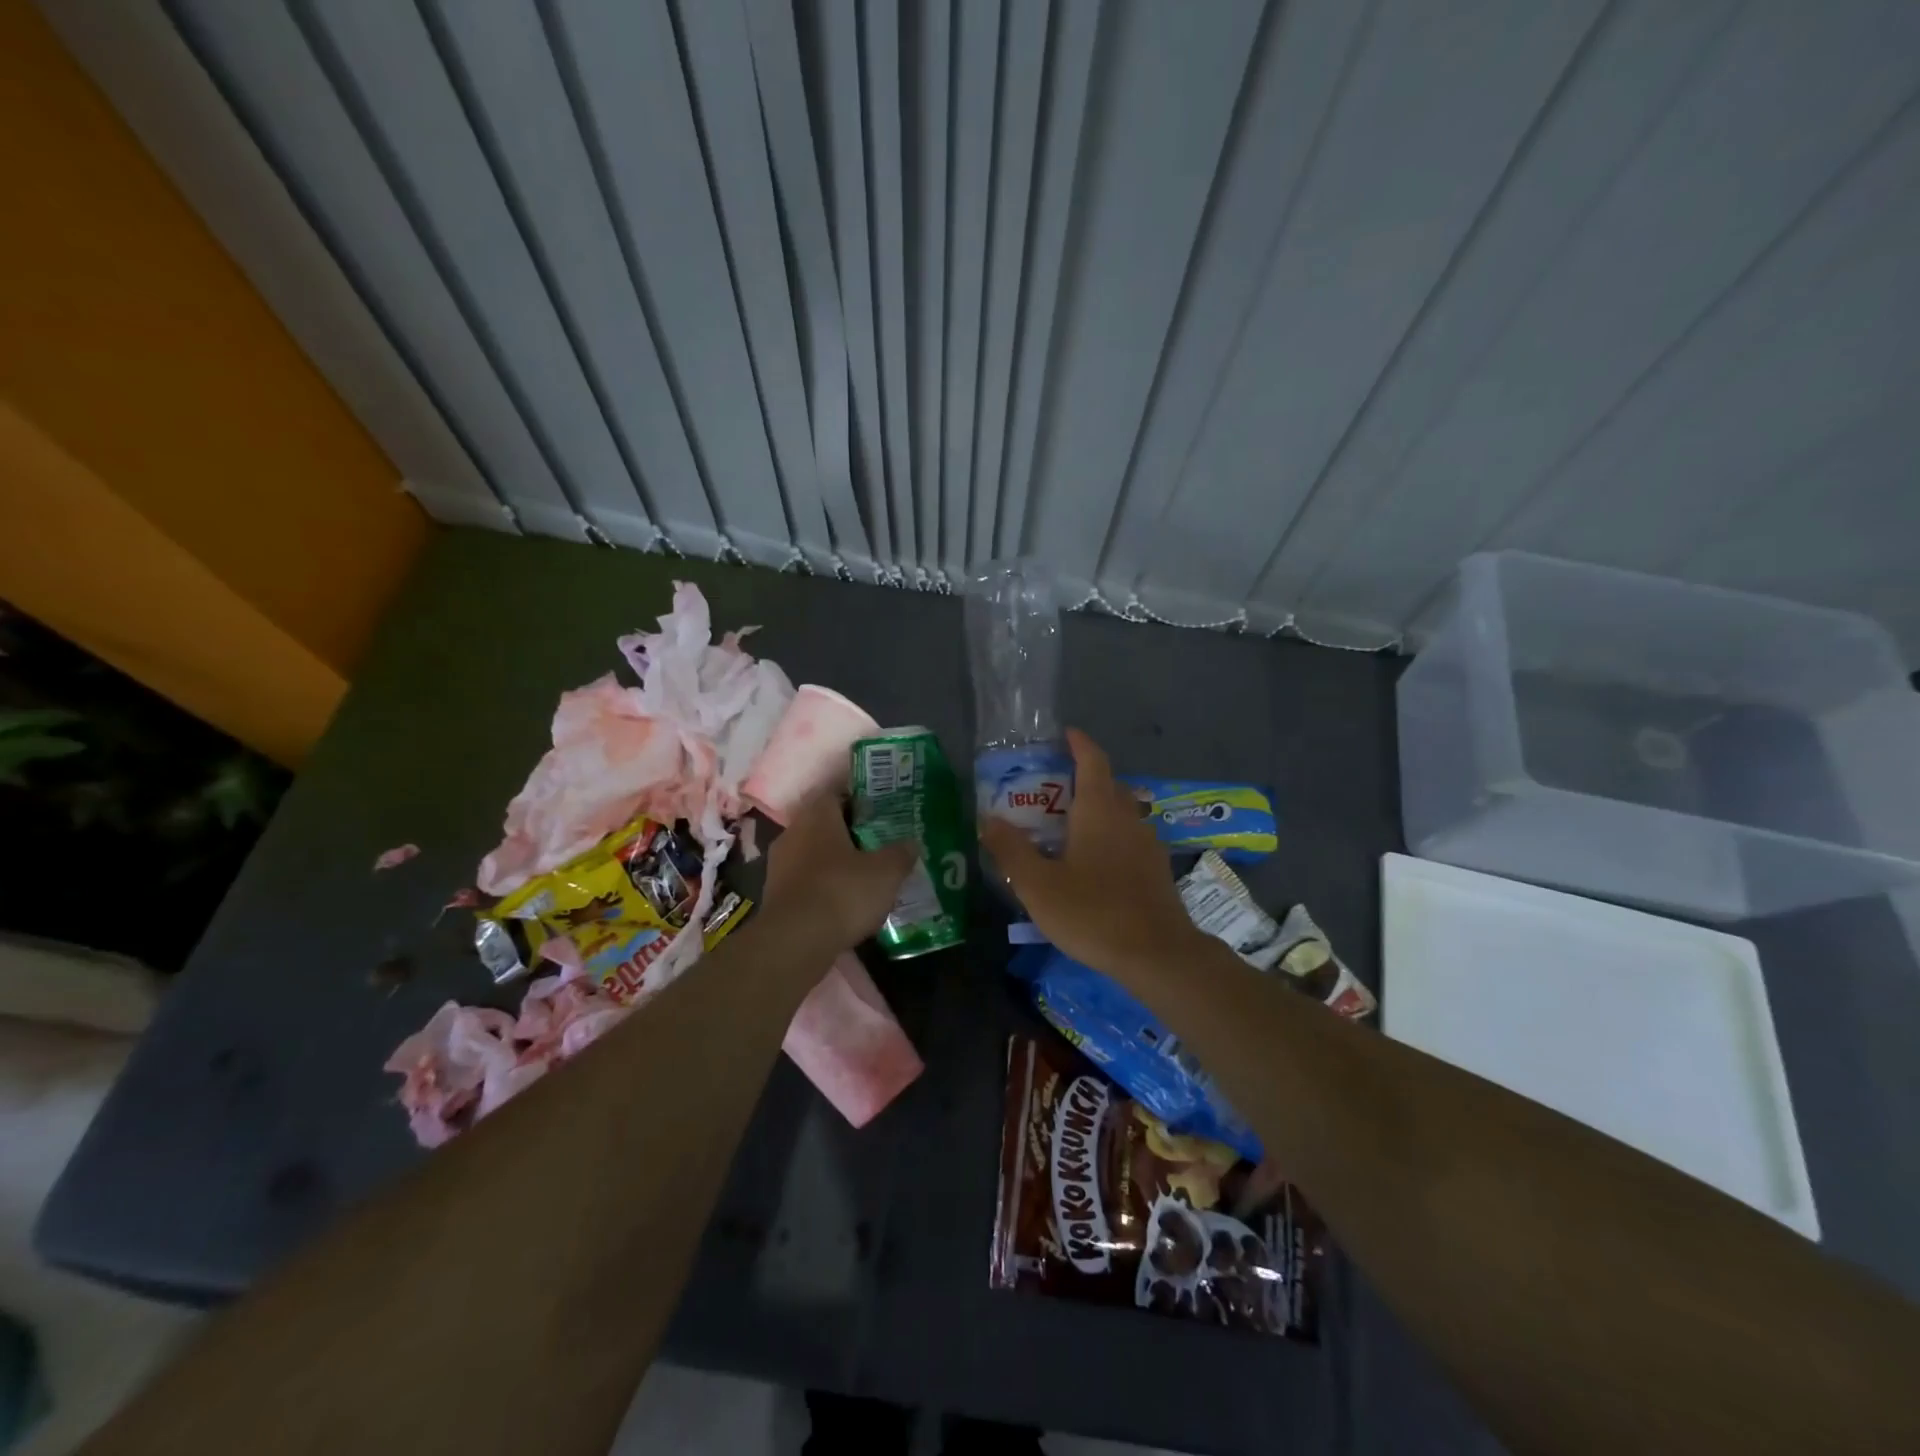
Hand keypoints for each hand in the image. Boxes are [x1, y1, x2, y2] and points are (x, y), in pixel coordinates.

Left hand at [761, 792, 915, 952]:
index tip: (879, 815)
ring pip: (812, 856)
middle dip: (848, 835)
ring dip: (833, 864)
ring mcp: (778, 866)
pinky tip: (842, 904)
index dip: (858, 803)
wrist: (795, 942)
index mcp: (817, 817)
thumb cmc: (842, 892)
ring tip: (862, 878)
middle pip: (823, 826)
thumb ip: (900, 854)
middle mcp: (793, 834)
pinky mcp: (774, 897)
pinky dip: (822, 889)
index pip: (835, 795)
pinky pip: (804, 883)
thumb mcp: (886, 873)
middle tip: (876, 846)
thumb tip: (911, 843)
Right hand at [979, 729, 1204, 982]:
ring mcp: (1147, 842)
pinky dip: (1110, 834)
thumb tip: (988, 819)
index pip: (1092, 760)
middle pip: (1107, 784)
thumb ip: (1011, 850)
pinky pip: (1129, 836)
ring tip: (1068, 825)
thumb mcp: (1038, 885)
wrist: (1157, 954)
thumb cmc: (1093, 913)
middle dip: (1082, 777)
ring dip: (1097, 808)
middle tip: (1050, 788)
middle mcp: (1127, 817)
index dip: (1078, 743)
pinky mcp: (1156, 868)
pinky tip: (1094, 861)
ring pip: (1120, 811)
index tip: (1064, 734)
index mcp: (1099, 810)